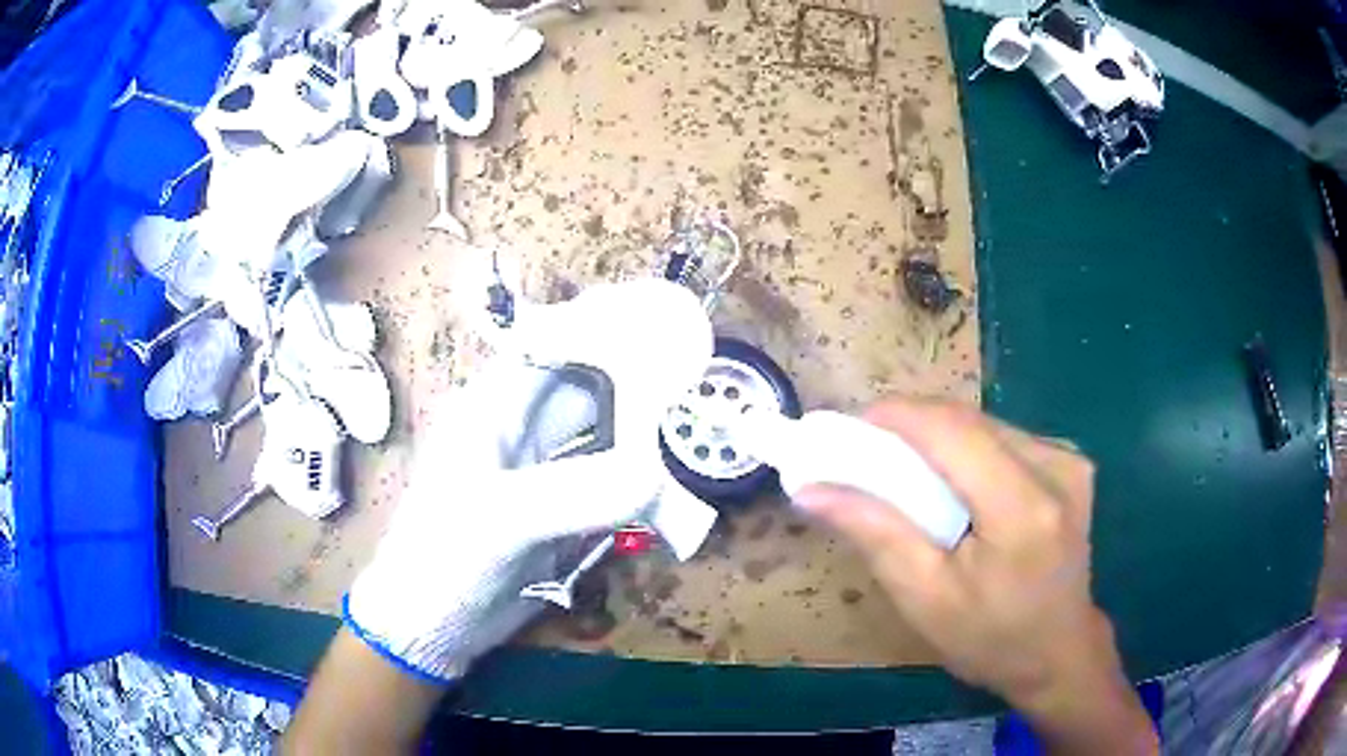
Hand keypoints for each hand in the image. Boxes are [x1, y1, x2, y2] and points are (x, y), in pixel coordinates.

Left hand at [343, 280, 712, 682]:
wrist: (436, 624)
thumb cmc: (446, 556)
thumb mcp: (502, 520)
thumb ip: (575, 495)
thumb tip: (655, 476)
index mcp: (494, 408)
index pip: (554, 349)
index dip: (603, 331)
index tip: (661, 324)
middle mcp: (522, 430)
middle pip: (589, 389)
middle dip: (637, 381)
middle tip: (697, 376)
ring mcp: (545, 473)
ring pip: (604, 437)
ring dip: (644, 433)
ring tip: (698, 420)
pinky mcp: (563, 512)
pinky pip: (610, 484)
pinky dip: (640, 481)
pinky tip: (675, 480)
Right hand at [797, 399, 1155, 752]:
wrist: (1059, 653)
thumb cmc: (990, 639)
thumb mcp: (925, 599)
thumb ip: (876, 534)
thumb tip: (812, 489)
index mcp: (1023, 508)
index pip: (953, 431)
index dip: (896, 416)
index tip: (847, 428)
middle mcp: (1055, 468)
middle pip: (969, 421)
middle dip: (911, 427)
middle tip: (864, 452)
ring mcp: (1069, 462)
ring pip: (986, 425)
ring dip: (938, 437)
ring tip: (900, 468)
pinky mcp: (1070, 466)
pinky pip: (1005, 439)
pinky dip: (967, 450)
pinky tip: (949, 481)